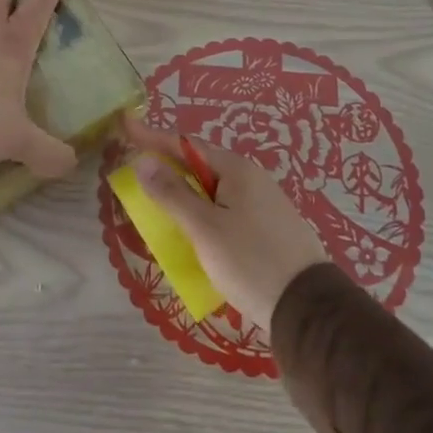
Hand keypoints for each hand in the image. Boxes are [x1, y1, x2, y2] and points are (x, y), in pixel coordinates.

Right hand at [117, 117, 328, 337]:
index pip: (186, 145)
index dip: (153, 137)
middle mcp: (252, 178)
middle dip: (167, 166)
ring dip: (184, 192)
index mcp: (237, 170)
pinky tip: (192, 228)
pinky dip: (202, 211)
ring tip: (157, 201)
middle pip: (200, 165)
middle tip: (137, 171)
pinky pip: (225, 209)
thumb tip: (144, 161)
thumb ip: (172, 194)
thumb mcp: (205, 228)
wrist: (307, 307)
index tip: (125, 124)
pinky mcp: (268, 227)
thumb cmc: (250, 262)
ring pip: (213, 189)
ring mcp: (263, 203)